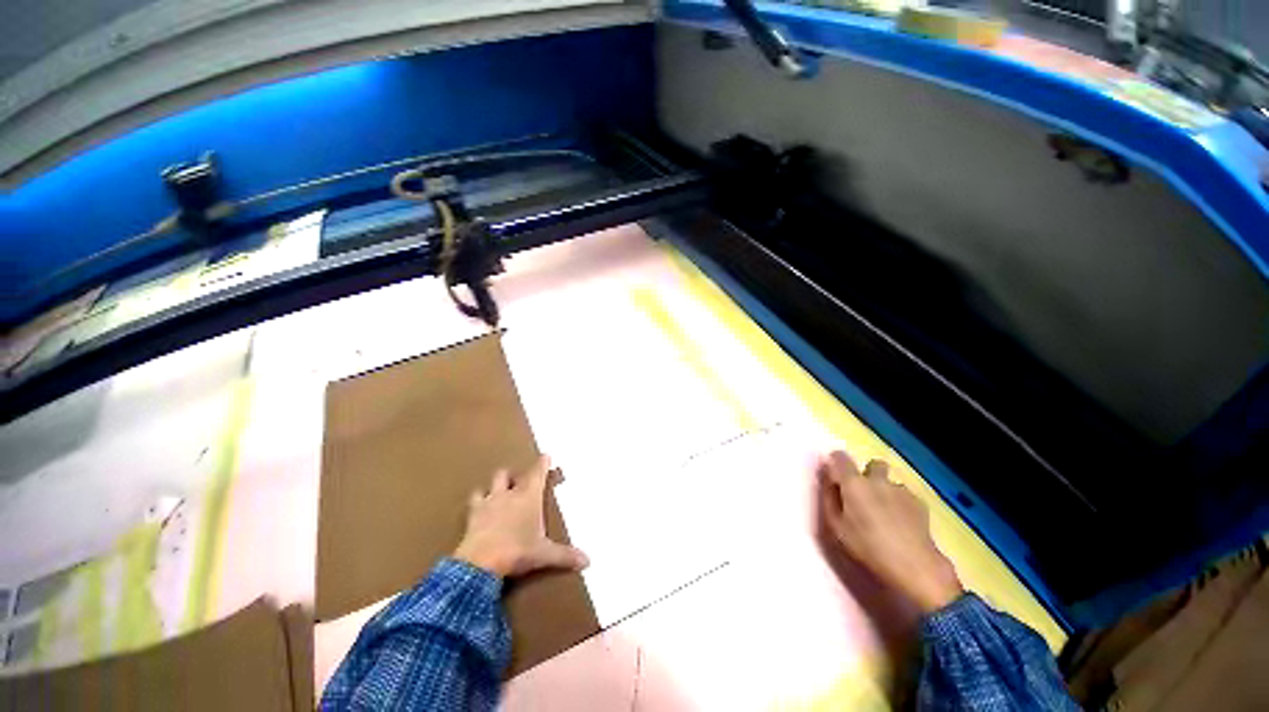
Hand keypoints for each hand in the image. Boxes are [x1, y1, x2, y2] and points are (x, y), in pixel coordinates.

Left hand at [454, 455, 588, 578]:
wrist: (480, 563)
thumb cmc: (517, 551)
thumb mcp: (544, 554)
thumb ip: (565, 555)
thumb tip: (587, 561)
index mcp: (529, 497)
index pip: (537, 472)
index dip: (542, 463)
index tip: (546, 455)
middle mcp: (508, 494)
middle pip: (507, 474)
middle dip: (512, 475)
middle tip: (517, 482)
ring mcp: (488, 503)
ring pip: (488, 485)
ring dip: (492, 487)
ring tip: (495, 493)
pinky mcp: (472, 516)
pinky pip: (472, 504)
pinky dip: (476, 504)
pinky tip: (477, 511)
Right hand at [818, 451, 962, 613]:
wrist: (915, 566)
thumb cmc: (868, 547)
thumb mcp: (836, 526)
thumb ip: (829, 498)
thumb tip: (828, 480)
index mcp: (854, 483)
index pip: (840, 457)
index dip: (835, 461)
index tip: (834, 475)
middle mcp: (878, 480)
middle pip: (872, 464)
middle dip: (867, 474)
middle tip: (863, 495)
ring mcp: (901, 490)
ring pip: (890, 482)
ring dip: (884, 491)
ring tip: (884, 515)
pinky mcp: (920, 503)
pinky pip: (904, 496)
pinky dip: (900, 504)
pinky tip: (900, 524)